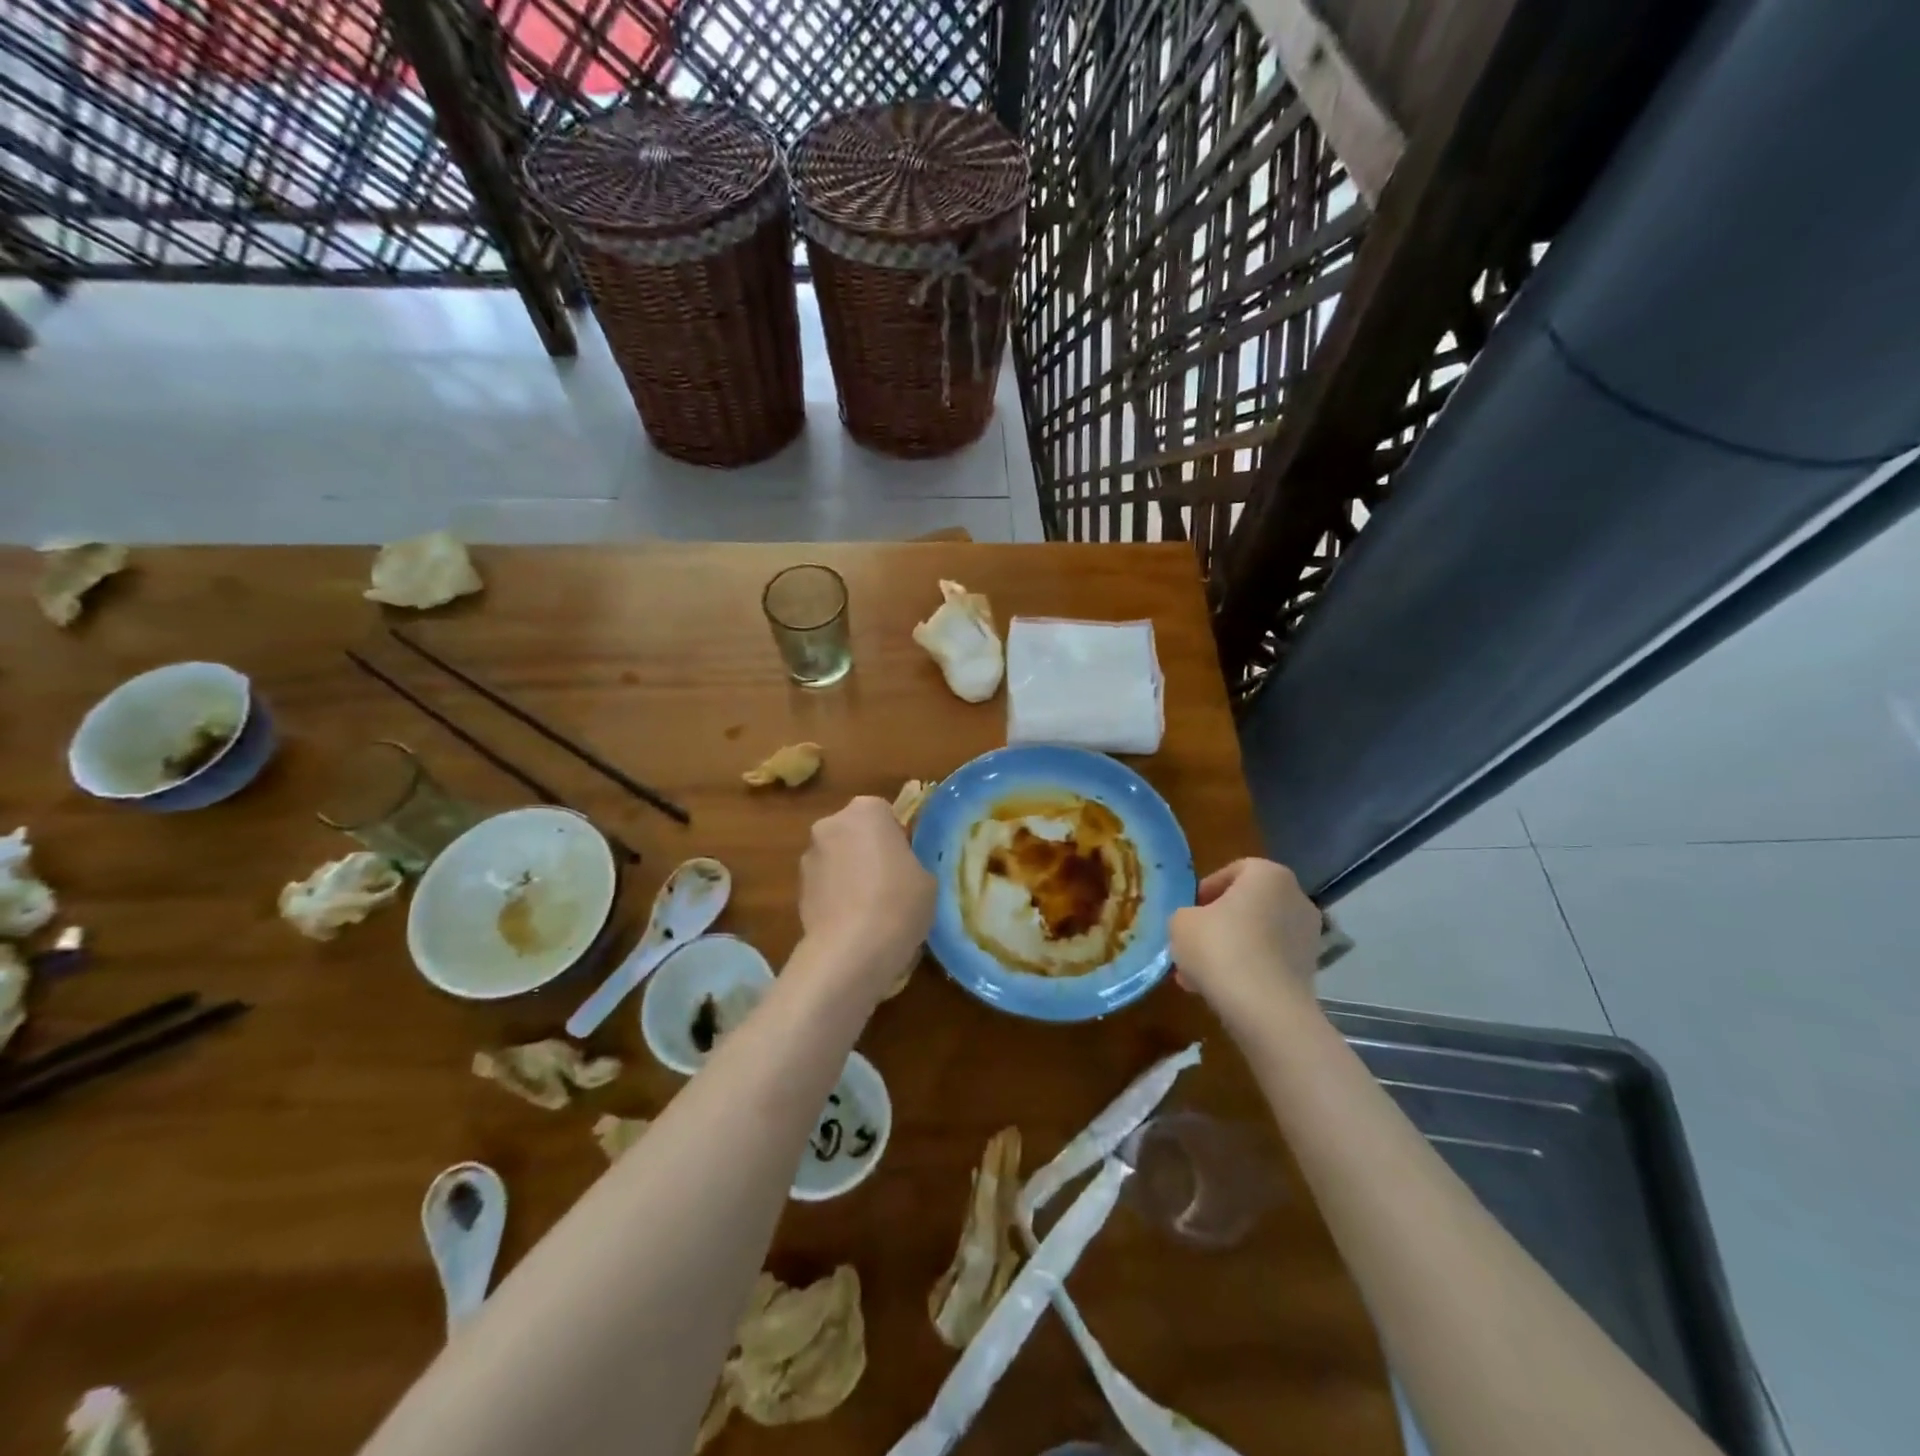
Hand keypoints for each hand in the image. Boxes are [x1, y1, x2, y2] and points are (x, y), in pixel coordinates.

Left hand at [798, 797, 935, 993]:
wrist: (852, 948)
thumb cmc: (899, 901)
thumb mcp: (927, 878)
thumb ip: (910, 862)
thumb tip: (898, 870)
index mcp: (866, 810)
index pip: (884, 813)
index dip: (896, 838)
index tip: (906, 863)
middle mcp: (831, 824)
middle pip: (854, 833)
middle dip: (867, 852)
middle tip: (890, 884)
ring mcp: (809, 857)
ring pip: (836, 860)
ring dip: (848, 875)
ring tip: (869, 911)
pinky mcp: (797, 890)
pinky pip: (824, 887)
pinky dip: (835, 898)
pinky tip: (852, 925)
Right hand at [1169, 859, 1324, 1022]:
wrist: (1265, 1008)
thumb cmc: (1219, 947)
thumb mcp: (1181, 922)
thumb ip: (1185, 915)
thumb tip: (1195, 924)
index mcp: (1268, 875)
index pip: (1235, 870)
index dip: (1208, 889)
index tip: (1190, 909)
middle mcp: (1296, 898)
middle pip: (1248, 905)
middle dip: (1219, 923)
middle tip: (1193, 942)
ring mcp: (1308, 936)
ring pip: (1257, 936)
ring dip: (1230, 949)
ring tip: (1198, 974)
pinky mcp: (1309, 971)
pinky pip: (1269, 961)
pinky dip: (1247, 970)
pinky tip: (1220, 990)